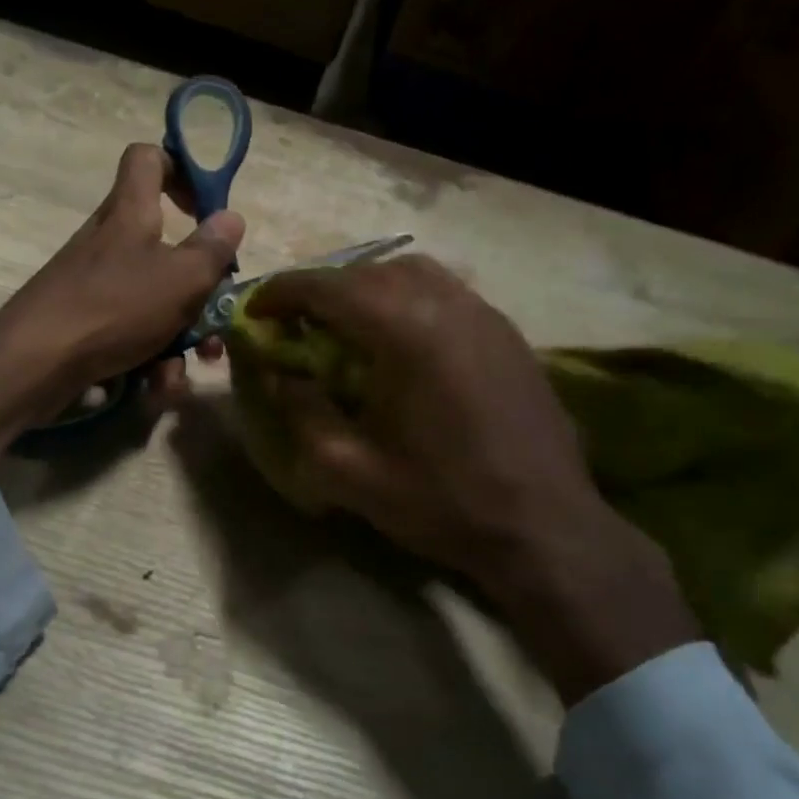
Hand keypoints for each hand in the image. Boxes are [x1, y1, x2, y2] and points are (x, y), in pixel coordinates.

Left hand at [0, 143, 244, 457]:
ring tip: (183, 370)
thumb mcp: (180, 279)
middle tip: (215, 320)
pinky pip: (128, 332)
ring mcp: (93, 284)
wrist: (34, 362)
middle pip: (164, 247)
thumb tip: (232, 218)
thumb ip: (212, 251)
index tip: (207, 208)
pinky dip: (146, 358)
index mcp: (131, 214)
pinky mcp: (82, 322)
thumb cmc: (114, 307)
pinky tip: (153, 387)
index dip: (181, 169)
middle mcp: (110, 242)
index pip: (148, 159)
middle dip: (197, 290)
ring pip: (152, 301)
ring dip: (176, 337)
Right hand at [239, 256, 697, 703]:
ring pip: (412, 274)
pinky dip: (406, 300)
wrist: (544, 527)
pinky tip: (399, 342)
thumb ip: (303, 414)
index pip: (329, 288)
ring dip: (367, 289)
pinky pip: (445, 293)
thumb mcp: (350, 471)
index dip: (283, 292)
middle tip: (294, 322)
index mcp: (406, 331)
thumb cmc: (442, 501)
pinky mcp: (507, 333)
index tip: (254, 310)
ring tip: (344, 326)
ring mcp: (485, 314)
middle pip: (370, 272)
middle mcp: (448, 305)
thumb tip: (280, 377)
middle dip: (323, 289)